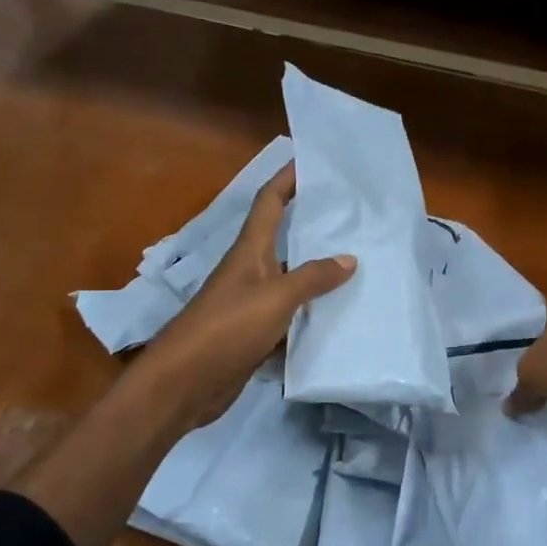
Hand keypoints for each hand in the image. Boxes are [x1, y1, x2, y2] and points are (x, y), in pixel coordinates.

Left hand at [128, 164, 354, 431]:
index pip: (269, 202)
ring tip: (360, 266)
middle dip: (314, 226)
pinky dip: (312, 317)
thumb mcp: (274, 299)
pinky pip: (290, 318)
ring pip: (291, 282)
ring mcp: (252, 305)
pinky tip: (340, 318)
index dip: (287, 179)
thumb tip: (348, 258)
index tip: (312, 161)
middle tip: (354, 218)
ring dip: (318, 275)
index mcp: (249, 252)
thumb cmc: (226, 329)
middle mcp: (250, 272)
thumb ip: (312, 278)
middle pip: (284, 240)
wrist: (185, 384)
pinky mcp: (255, 336)